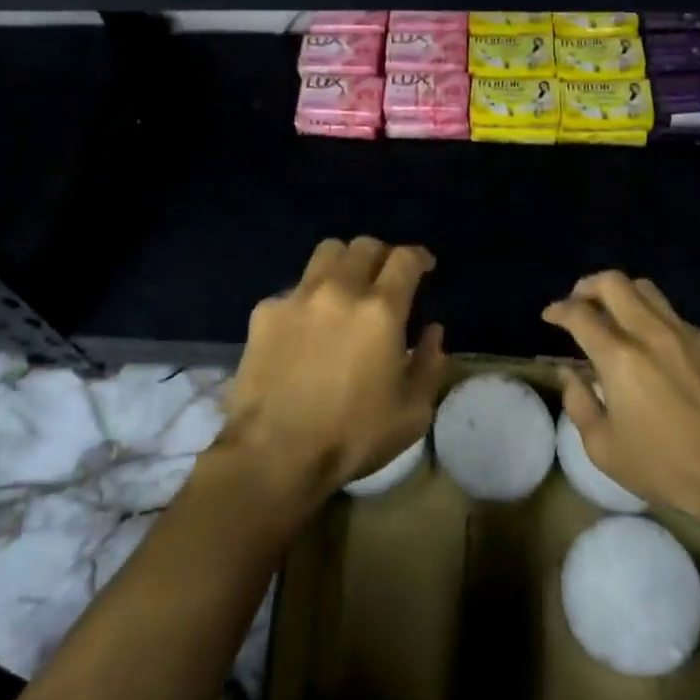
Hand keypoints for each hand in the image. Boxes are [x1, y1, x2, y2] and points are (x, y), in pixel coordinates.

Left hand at [220, 237, 446, 509]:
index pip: (405, 258)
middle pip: (365, 245)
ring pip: (327, 252)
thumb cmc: (351, 437)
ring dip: (344, 262)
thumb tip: (433, 331)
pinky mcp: (265, 311)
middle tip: (386, 276)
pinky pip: (294, 288)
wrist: (273, 454)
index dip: (419, 257)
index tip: (425, 266)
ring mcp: (298, 296)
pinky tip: (306, 325)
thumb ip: (430, 364)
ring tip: (346, 285)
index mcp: (381, 310)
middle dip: (382, 255)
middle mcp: (340, 289)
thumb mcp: (412, 413)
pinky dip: (308, 297)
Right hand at [544, 272, 699, 529]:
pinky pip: (677, 318)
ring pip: (647, 290)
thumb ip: (578, 403)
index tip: (551, 316)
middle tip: (579, 303)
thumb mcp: (604, 449)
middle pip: (613, 282)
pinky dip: (657, 323)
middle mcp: (650, 332)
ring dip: (623, 295)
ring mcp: (687, 334)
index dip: (559, 310)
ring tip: (615, 316)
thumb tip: (570, 373)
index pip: (579, 314)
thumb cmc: (667, 468)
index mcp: (619, 357)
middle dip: (588, 286)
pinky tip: (659, 351)